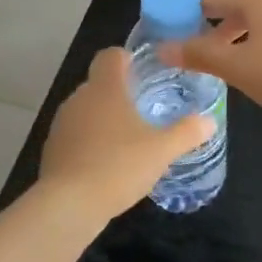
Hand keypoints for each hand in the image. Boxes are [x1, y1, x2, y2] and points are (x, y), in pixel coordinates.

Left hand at [40, 47, 213, 216]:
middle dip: (121, 94)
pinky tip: (108, 166)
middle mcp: (79, 98)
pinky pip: (76, 136)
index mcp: (105, 88)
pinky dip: (91, 143)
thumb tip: (209, 121)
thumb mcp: (162, 150)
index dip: (127, 59)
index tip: (144, 73)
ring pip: (87, 111)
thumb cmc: (118, 166)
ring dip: (105, 120)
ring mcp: (62, 124)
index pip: (110, 56)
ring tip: (129, 142)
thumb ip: (187, 132)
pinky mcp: (52, 150)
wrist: (68, 205)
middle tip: (146, 112)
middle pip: (100, 84)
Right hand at [159, 0, 261, 124]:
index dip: (180, 7)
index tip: (163, 26)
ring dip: (235, 32)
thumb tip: (164, 48)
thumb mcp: (239, 68)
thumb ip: (200, 55)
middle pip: (232, 1)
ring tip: (222, 59)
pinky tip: (260, 61)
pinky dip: (260, 36)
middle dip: (208, 23)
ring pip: (257, 13)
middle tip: (189, 47)